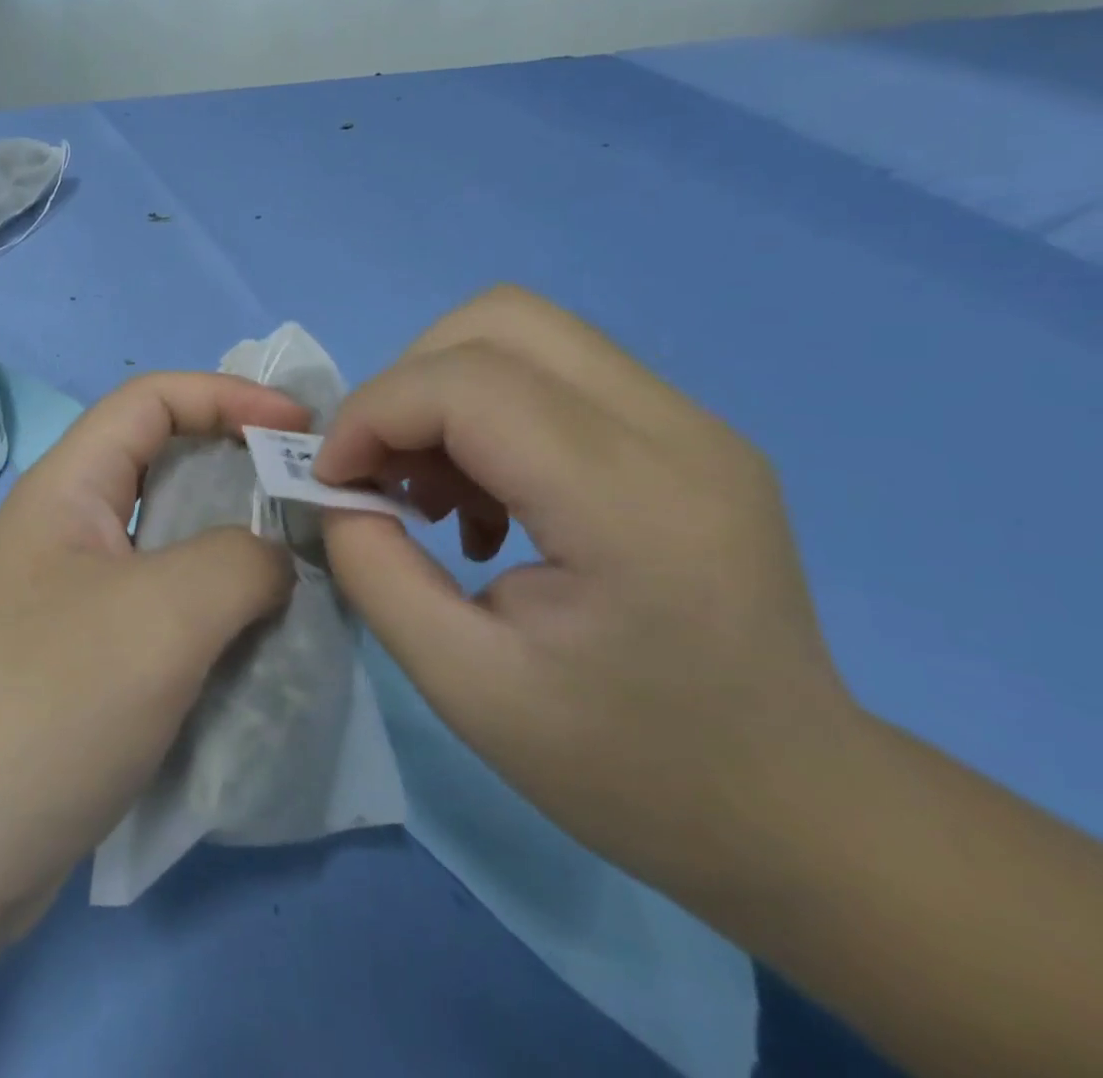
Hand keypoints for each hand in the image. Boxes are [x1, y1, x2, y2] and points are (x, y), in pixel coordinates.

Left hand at [0, 372, 311, 954]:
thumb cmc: (47, 703)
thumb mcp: (163, 615)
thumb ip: (240, 563)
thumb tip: (272, 562)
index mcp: (67, 489)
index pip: (151, 400)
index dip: (227, 395)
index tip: (299, 428)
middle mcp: (65, 532)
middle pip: (162, 469)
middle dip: (239, 471)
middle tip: (310, 502)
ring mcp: (70, 602)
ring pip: (167, 548)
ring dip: (232, 552)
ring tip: (299, 575)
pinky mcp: (80, 665)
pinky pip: (160, 613)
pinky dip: (211, 615)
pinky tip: (254, 645)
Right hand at [314, 286, 860, 899]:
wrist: (796, 808)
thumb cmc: (628, 767)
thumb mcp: (464, 685)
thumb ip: (375, 570)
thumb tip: (335, 493)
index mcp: (632, 506)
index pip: (469, 384)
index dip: (373, 413)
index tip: (332, 480)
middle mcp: (676, 432)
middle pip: (500, 320)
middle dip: (407, 383)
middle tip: (382, 470)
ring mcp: (693, 423)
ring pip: (524, 331)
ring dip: (444, 392)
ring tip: (434, 490)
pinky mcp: (687, 431)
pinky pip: (554, 371)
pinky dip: (486, 409)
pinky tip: (488, 498)